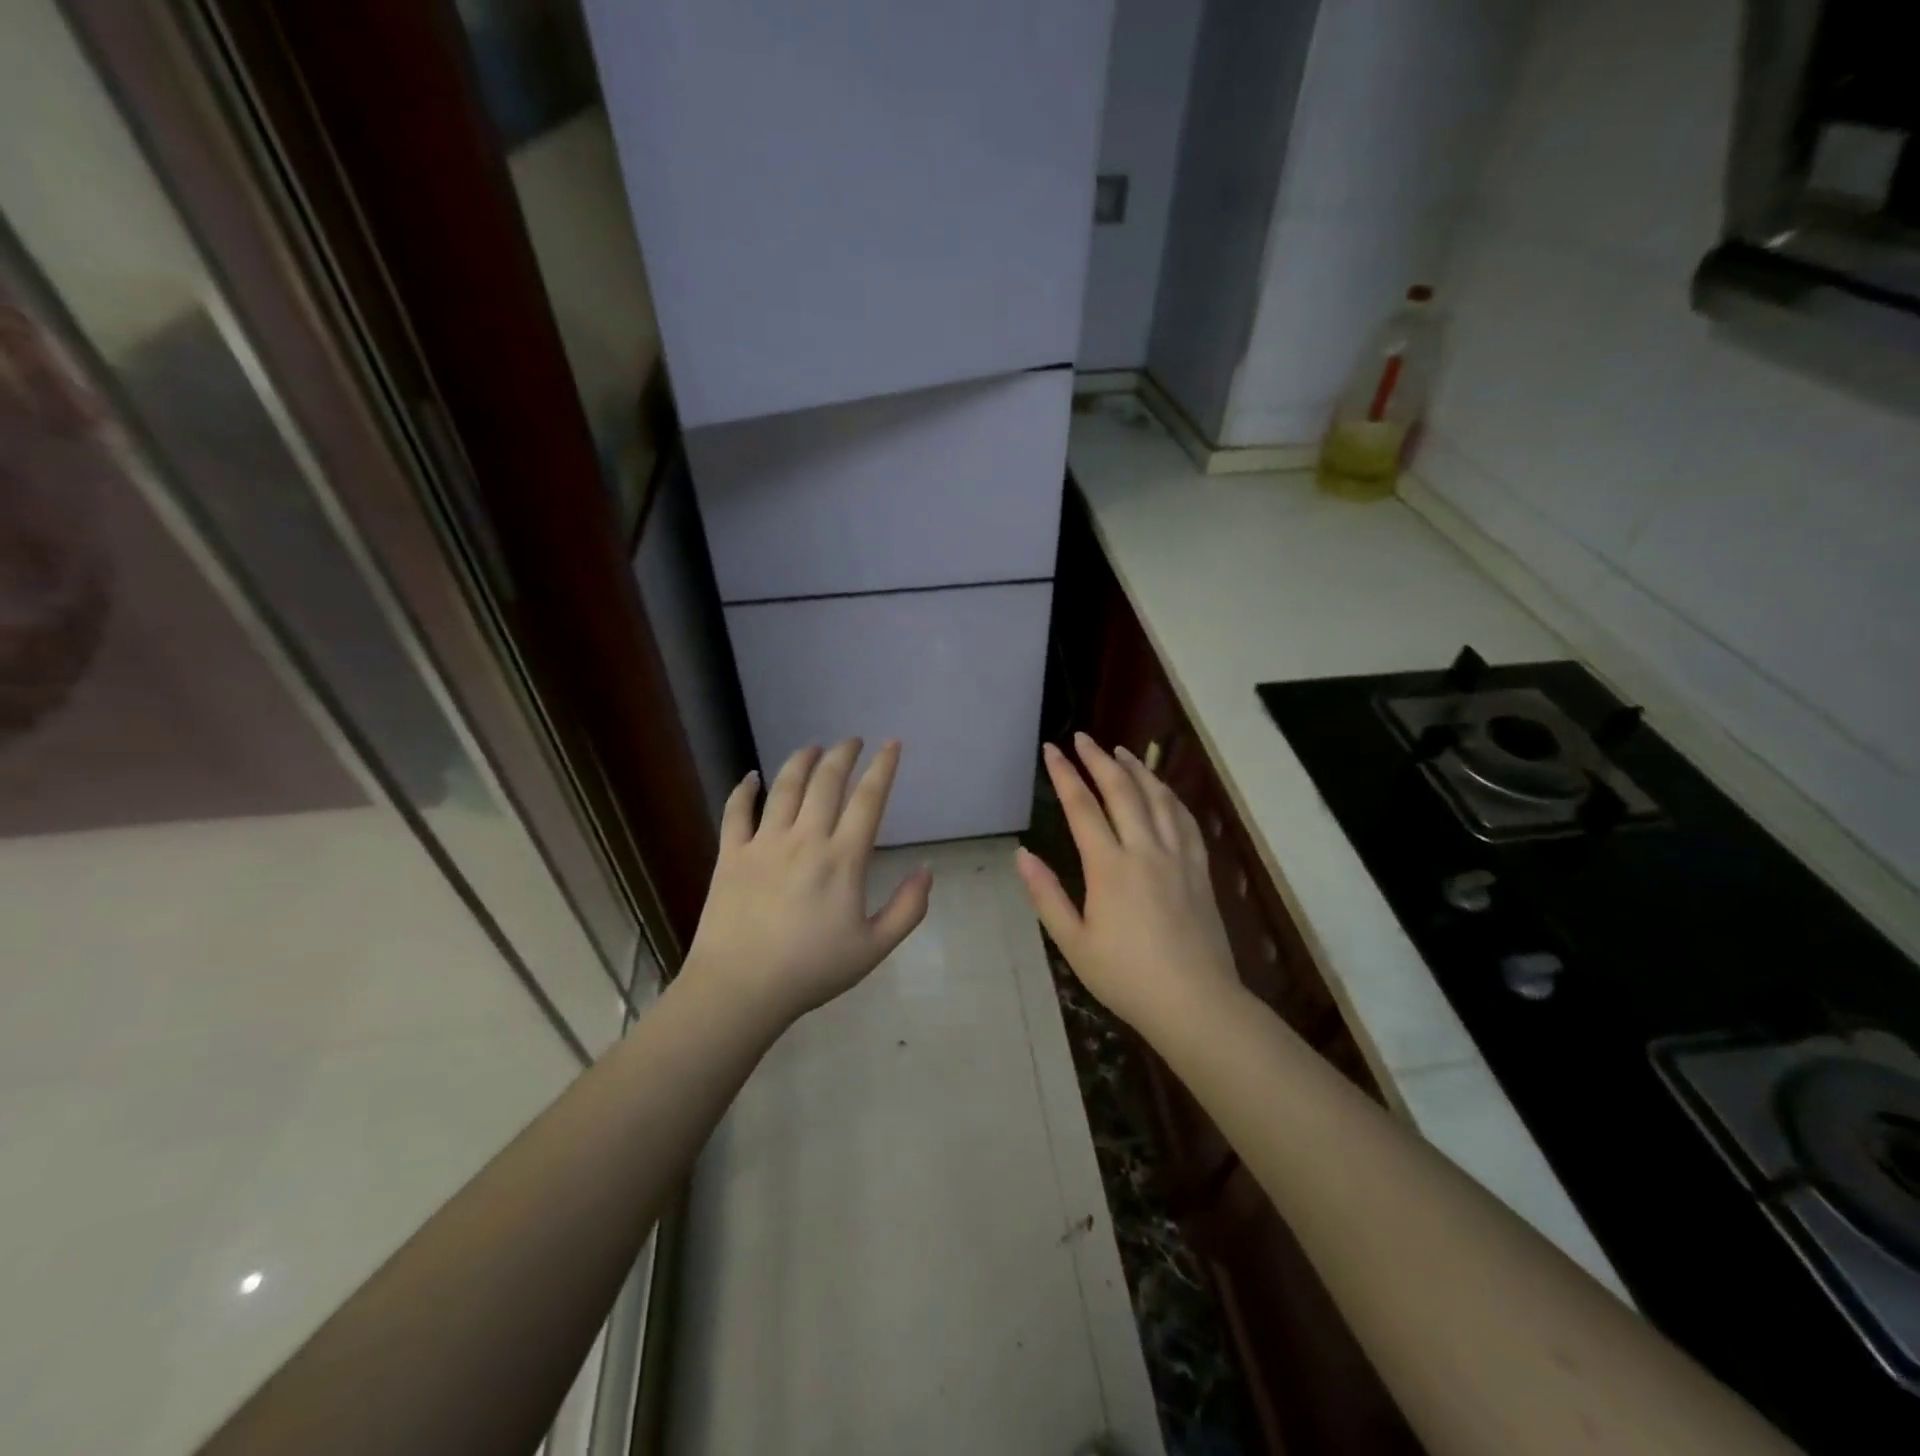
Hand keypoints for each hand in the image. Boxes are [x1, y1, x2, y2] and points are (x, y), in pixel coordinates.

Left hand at [684, 739, 931, 1026]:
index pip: (868, 799)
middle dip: (843, 754)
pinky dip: (745, 789)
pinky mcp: (731, 854)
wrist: (741, 988)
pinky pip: (736, 811)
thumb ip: (908, 909)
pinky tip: (752, 777)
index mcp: (843, 859)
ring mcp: (764, 843)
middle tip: (852, 741)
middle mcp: (805, 839)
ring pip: (785, 787)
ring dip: (802, 761)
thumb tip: (927, 871)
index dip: (883, 767)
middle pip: (827, 782)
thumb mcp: (873, 948)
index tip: (891, 744)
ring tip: (812, 747)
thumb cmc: (811, 970)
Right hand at [1016, 734, 1240, 1034]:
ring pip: (1158, 798)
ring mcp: (1178, 856)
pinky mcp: (1200, 868)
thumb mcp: (1074, 943)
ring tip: (1120, 751)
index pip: (1082, 807)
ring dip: (1137, 769)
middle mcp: (1145, 850)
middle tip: (1083, 738)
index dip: (1064, 774)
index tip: (1051, 750)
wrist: (1195, 1002)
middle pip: (1122, 790)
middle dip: (1098, 760)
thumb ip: (1047, 895)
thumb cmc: (1126, 977)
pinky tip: (1163, 790)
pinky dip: (1170, 796)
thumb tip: (1022, 856)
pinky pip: (1186, 820)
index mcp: (1109, 867)